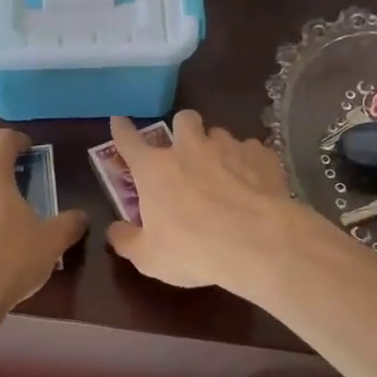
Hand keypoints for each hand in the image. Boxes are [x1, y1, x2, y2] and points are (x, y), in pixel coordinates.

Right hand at [104, 111, 308, 292]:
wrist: (258, 243)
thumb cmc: (193, 249)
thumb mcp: (149, 257)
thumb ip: (127, 241)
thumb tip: (114, 231)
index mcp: (154, 169)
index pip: (129, 140)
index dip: (122, 130)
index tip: (119, 121)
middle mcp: (189, 148)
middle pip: (183, 119)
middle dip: (182, 128)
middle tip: (185, 150)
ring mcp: (228, 148)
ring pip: (219, 133)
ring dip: (216, 147)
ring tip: (223, 171)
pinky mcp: (261, 156)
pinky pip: (251, 150)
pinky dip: (248, 162)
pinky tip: (254, 183)